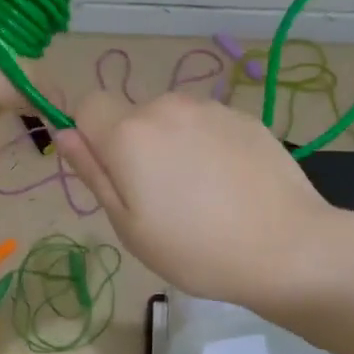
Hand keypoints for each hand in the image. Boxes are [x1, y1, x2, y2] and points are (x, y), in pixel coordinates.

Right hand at [54, 90, 339, 313]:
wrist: (288, 247)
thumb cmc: (196, 249)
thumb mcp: (129, 226)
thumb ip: (93, 172)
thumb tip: (65, 133)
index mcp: (129, 132)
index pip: (87, 105)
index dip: (91, 136)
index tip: (113, 174)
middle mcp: (166, 106)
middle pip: (131, 115)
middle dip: (135, 145)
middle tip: (160, 198)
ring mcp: (209, 108)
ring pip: (171, 119)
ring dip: (173, 144)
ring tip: (201, 194)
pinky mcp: (244, 116)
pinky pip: (206, 124)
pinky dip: (207, 145)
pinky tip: (230, 185)